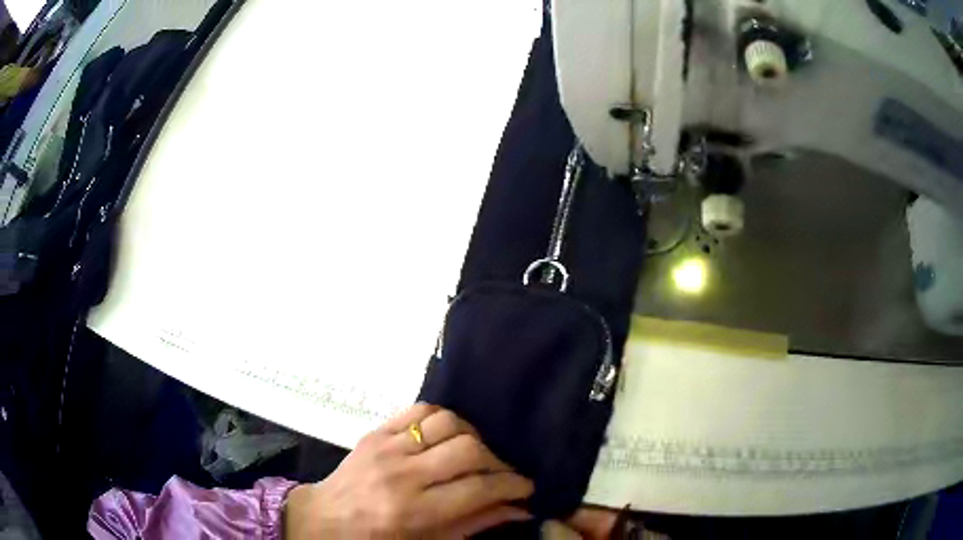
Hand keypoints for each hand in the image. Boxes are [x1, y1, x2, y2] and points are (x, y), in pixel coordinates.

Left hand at [285, 404, 533, 538]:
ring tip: (475, 454)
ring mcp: (387, 447)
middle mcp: (403, 474)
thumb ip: (475, 524)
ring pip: (448, 422)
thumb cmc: (380, 539)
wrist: (328, 519)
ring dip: (472, 436)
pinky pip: (420, 410)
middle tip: (502, 473)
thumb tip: (520, 509)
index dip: (512, 485)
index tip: (526, 487)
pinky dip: (443, 418)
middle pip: (469, 449)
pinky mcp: (377, 431)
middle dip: (497, 460)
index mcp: (415, 511)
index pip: (479, 488)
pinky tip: (447, 435)